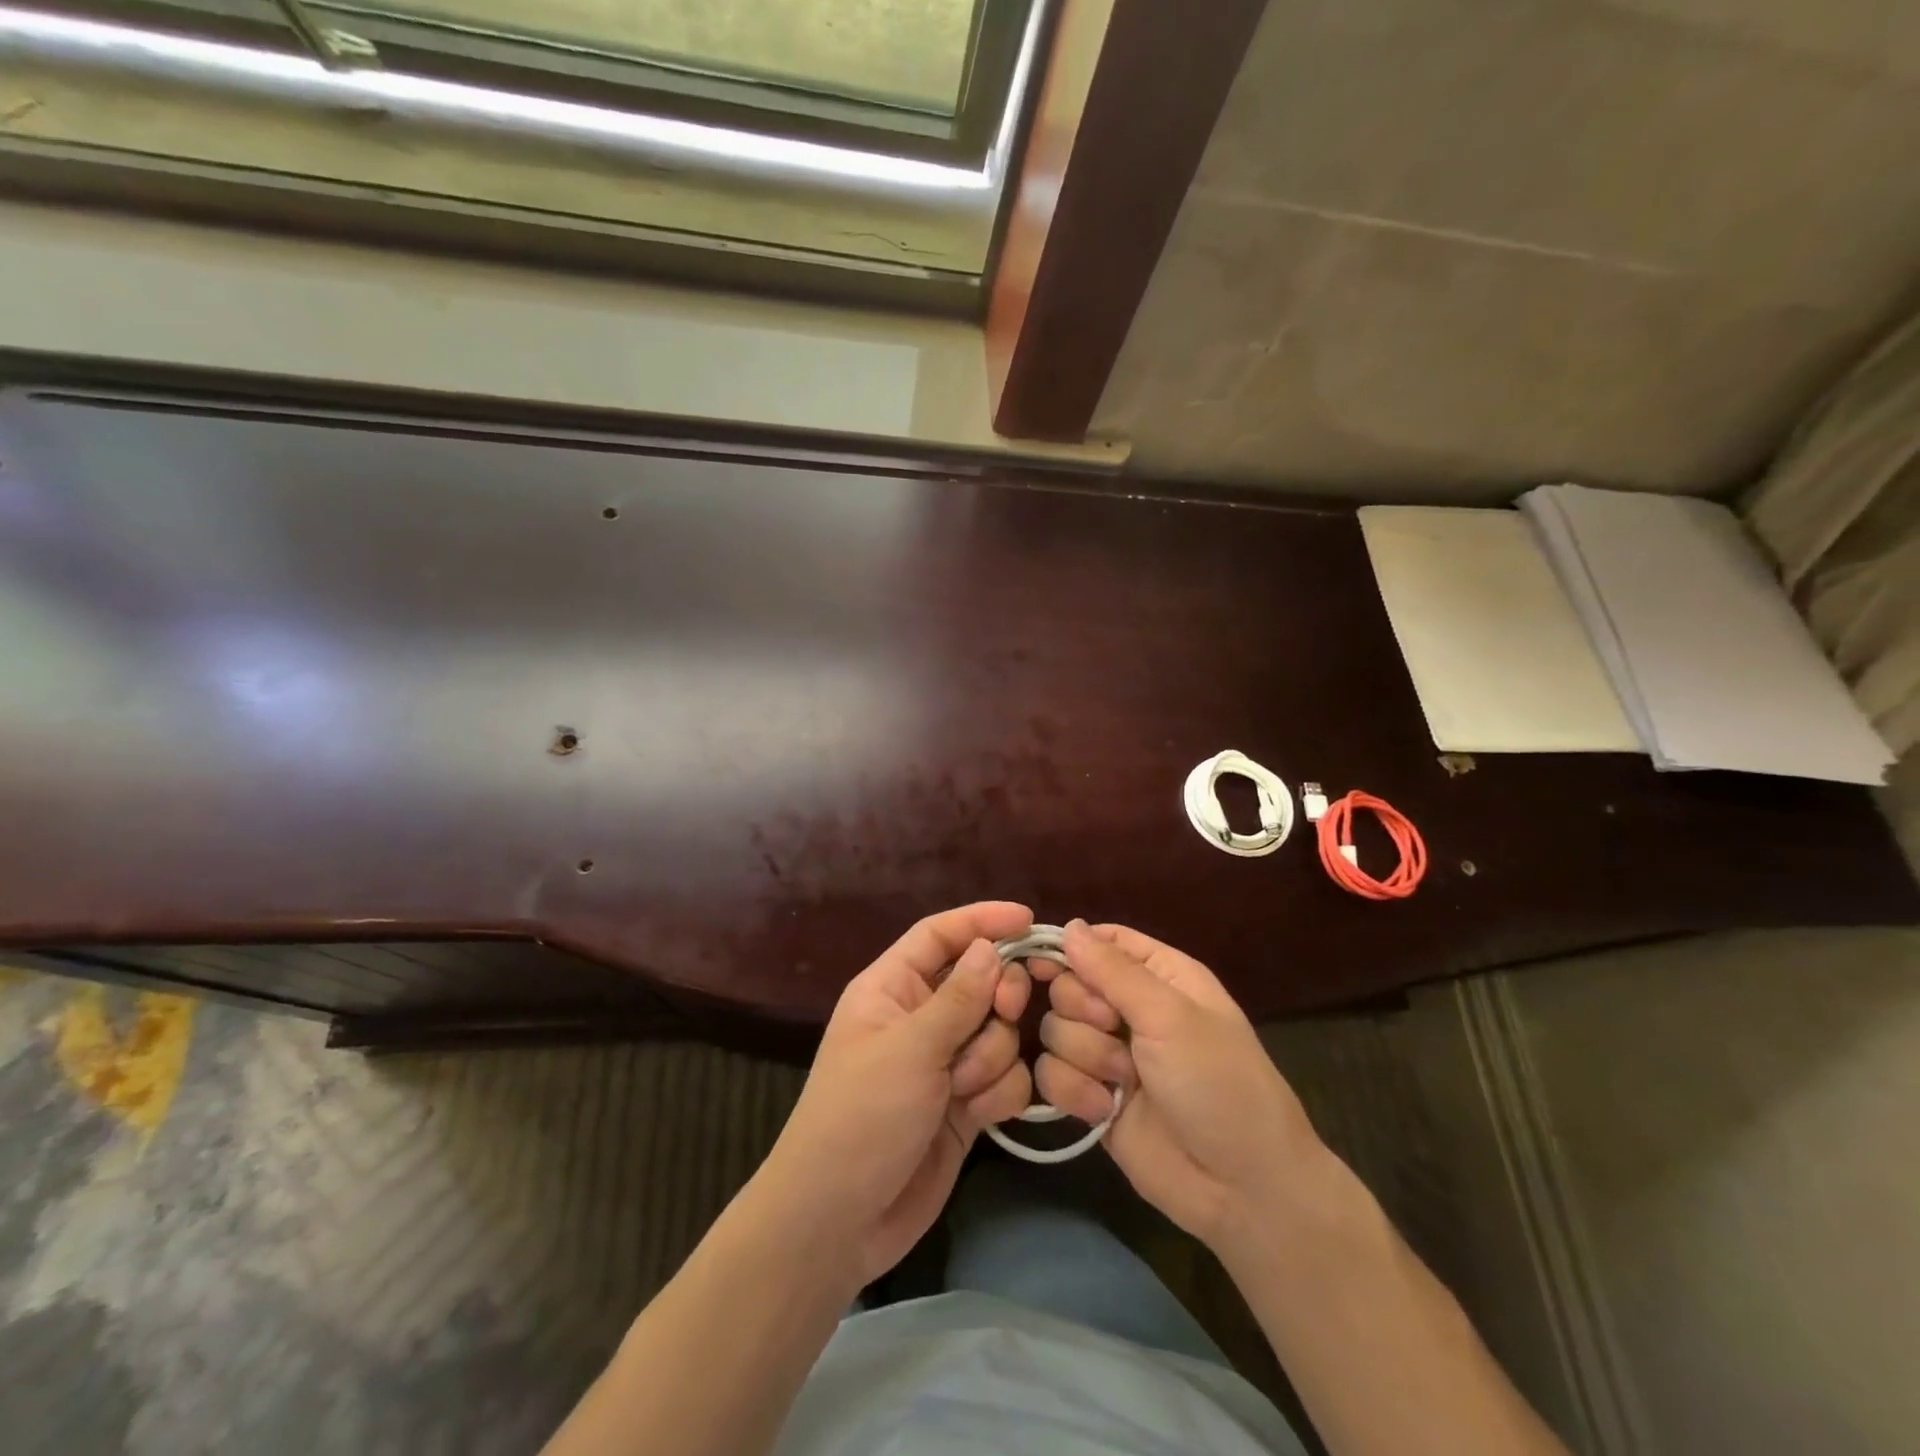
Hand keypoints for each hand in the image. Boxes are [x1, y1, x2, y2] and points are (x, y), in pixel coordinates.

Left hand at [755, 902, 1035, 1288]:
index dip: (982, 920)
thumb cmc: (861, 1116)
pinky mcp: (964, 1104)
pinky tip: (978, 1115)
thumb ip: (959, 997)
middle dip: (998, 997)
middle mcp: (920, 1018)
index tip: (1028, 919)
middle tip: (1005, 1012)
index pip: (939, 935)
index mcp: (892, 988)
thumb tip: (990, 946)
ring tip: (963, 1088)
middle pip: (980, 980)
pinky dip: (1000, 1091)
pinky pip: (1005, 1076)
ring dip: (992, 1056)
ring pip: (999, 1031)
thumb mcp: (909, 1049)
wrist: (840, 1222)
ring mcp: (944, 1062)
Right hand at [1032, 920, 1323, 1252]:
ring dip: (1085, 1055)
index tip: (1046, 964)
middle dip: (1083, 1010)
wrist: (1242, 1189)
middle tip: (1113, 1029)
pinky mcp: (1092, 1098)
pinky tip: (1104, 1110)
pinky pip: (1052, 1075)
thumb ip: (1113, 970)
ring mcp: (1110, 1055)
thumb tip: (1070, 925)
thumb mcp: (1171, 1016)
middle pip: (1068, 985)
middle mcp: (1131, 1010)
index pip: (1102, 942)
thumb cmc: (1219, 1084)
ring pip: (1057, 1030)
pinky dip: (1074, 1091)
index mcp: (1160, 976)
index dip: (1071, 948)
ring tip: (1122, 1081)